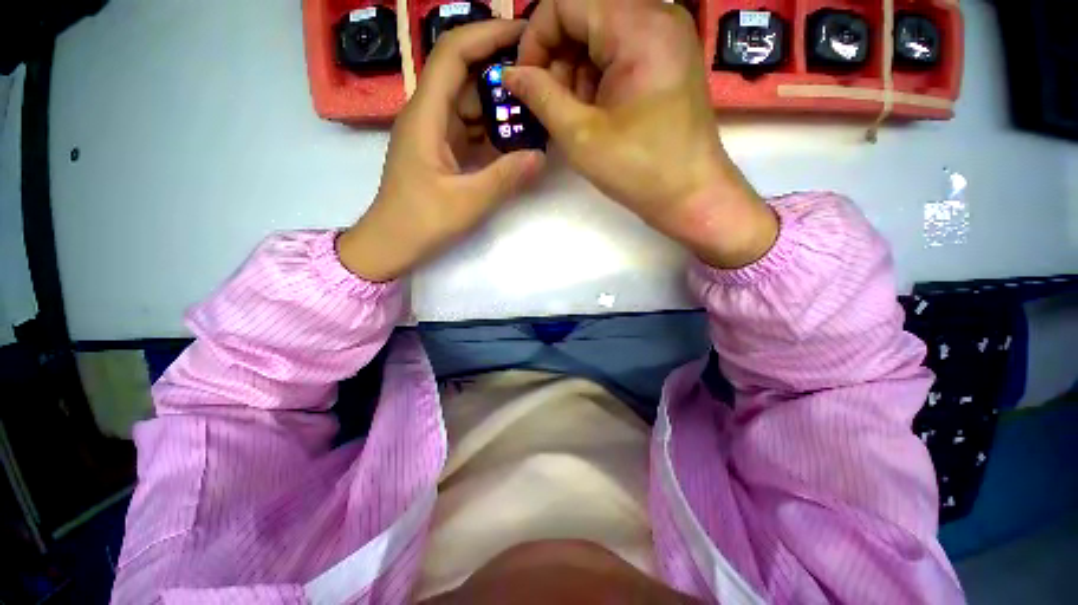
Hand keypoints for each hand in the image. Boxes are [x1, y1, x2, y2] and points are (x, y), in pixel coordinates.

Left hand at [338, 20, 545, 281]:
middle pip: (464, 75)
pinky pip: (470, 129)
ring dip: (499, 104)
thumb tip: (541, 156)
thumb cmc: (421, 222)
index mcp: (425, 116)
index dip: (486, 35)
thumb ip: (506, 178)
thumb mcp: (468, 202)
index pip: (453, 54)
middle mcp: (428, 115)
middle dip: (501, 71)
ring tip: (535, 109)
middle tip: (541, 78)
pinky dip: (493, 130)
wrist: (392, 244)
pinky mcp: (442, 151)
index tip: (524, 35)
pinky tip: (515, 139)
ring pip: (469, 103)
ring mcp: (435, 134)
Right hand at [506, 0, 776, 267]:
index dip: (535, 39)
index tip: (526, 83)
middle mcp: (656, 15)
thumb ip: (541, 97)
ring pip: (599, 34)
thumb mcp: (581, 136)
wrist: (691, 194)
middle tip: (551, 106)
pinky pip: (618, 51)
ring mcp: (665, 36)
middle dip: (557, 59)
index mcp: (638, 26)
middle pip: (583, 15)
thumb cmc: (638, 169)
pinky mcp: (666, 58)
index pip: (564, 2)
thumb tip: (510, 74)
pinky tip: (594, 112)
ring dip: (575, 72)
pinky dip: (596, 78)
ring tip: (575, 116)